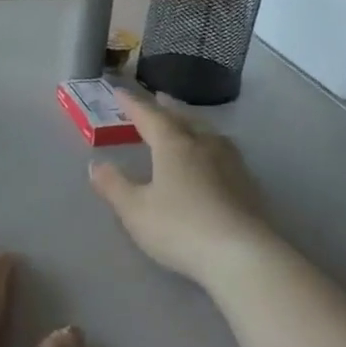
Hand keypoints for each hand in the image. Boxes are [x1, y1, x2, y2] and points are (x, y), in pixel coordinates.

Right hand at [89, 90, 278, 290]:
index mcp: (173, 145)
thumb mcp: (136, 210)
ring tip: (188, 123)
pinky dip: (212, 145)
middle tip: (158, 97)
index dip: (133, 104)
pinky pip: (225, 152)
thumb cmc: (180, 228)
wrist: (242, 254)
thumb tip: (96, 164)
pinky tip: (216, 157)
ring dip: (193, 123)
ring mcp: (231, 163)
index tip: (120, 92)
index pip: (149, 116)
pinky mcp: (248, 184)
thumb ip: (114, 186)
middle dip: (167, 108)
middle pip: (183, 119)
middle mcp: (204, 145)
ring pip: (208, 133)